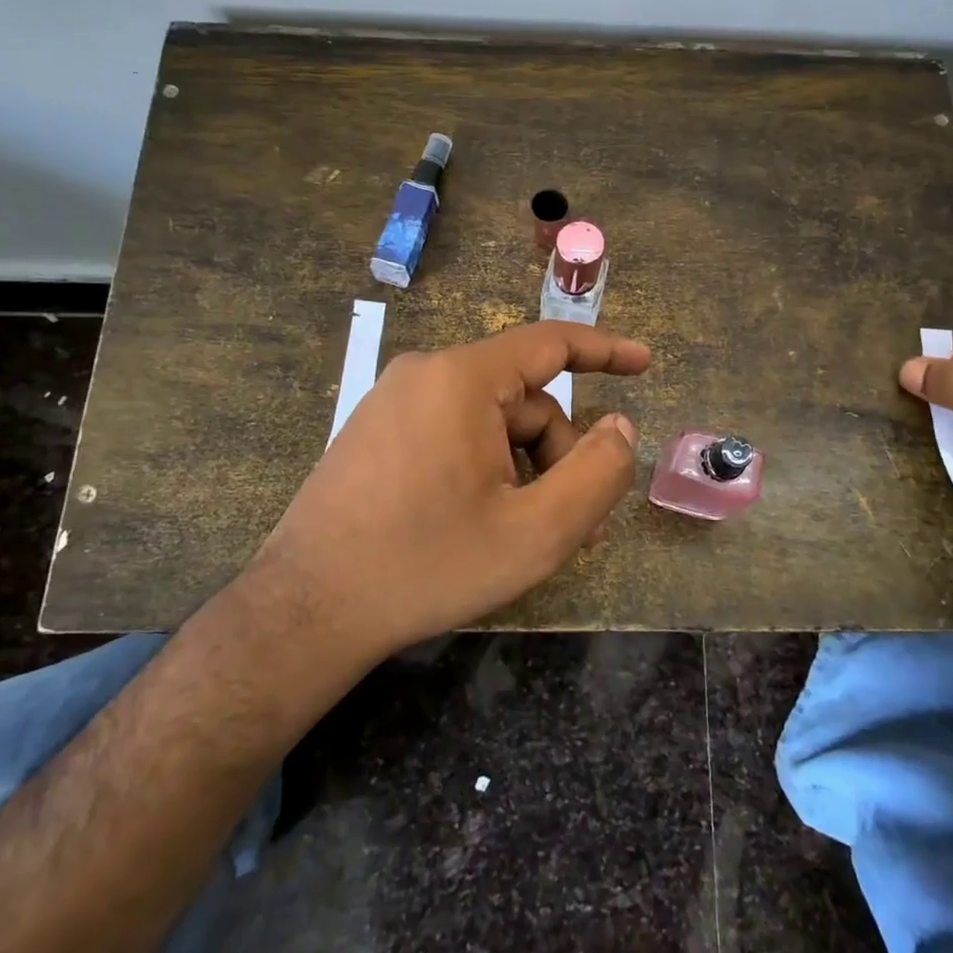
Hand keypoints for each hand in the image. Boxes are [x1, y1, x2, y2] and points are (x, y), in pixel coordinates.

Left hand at [249, 321, 648, 656]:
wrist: (308, 609)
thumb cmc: (427, 565)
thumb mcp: (535, 531)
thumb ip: (596, 473)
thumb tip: (619, 426)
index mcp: (462, 380)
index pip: (550, 343)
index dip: (605, 350)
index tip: (645, 363)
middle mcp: (424, 374)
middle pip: (522, 399)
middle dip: (556, 456)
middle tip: (574, 527)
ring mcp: (392, 402)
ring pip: (489, 422)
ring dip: (522, 470)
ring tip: (525, 534)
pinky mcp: (375, 432)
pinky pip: (452, 433)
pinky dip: (485, 468)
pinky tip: (480, 522)